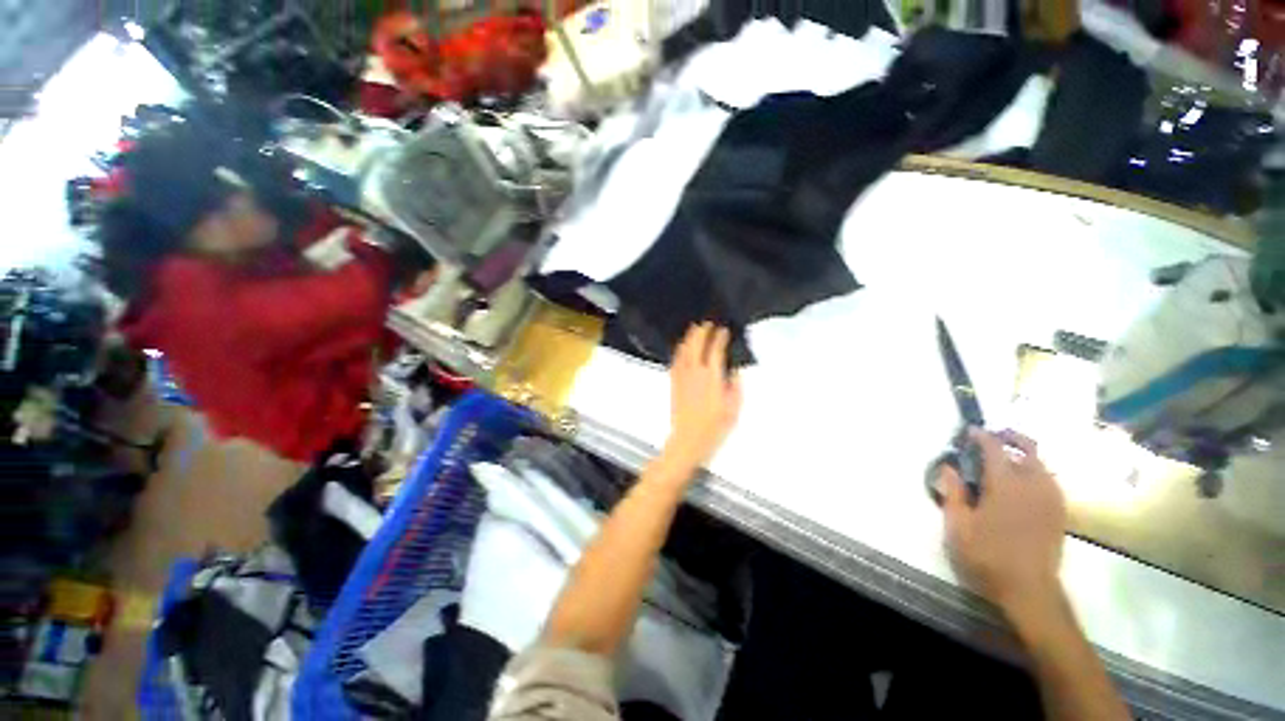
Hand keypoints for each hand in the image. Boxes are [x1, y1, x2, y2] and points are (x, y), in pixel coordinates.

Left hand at [664, 323, 743, 470]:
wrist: (688, 440)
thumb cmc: (713, 428)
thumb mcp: (733, 409)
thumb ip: (735, 386)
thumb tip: (733, 371)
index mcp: (712, 377)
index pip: (715, 350)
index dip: (719, 337)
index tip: (723, 331)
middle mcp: (695, 373)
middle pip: (696, 345)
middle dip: (702, 331)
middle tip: (707, 324)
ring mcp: (682, 377)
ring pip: (684, 351)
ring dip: (689, 338)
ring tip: (694, 329)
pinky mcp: (674, 383)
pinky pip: (675, 361)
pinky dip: (679, 351)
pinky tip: (681, 348)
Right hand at [942, 429, 1066, 620]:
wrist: (1029, 589)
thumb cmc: (987, 556)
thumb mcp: (958, 526)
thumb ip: (953, 492)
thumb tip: (948, 467)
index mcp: (1005, 485)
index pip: (995, 449)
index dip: (982, 436)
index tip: (970, 431)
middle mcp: (1033, 485)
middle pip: (1028, 449)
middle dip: (1010, 437)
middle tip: (992, 437)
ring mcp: (1051, 498)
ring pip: (1042, 464)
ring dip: (1024, 454)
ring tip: (1005, 459)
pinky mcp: (1059, 512)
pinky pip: (1049, 480)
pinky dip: (1036, 472)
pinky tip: (1023, 483)